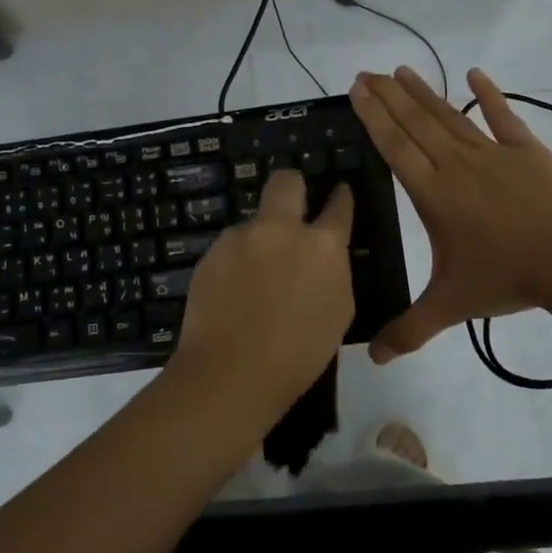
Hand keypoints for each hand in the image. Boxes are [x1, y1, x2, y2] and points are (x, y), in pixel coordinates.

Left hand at [172, 170, 354, 415]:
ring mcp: (241, 237)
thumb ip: (333, 272)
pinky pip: (231, 247)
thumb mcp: (338, 311)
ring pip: (255, 221)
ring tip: (256, 278)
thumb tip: (324, 258)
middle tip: (293, 209)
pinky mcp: (211, 252)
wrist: (232, 372)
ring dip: (261, 238)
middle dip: (293, 187)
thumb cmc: (299, 353)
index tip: (339, 193)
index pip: (339, 204)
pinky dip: (237, 261)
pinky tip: (234, 291)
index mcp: (322, 245)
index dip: (341, 196)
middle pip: (286, 181)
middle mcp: (281, 229)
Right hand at [349, 66, 551, 361]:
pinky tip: (475, 73)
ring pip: (450, 116)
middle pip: (416, 124)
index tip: (357, 90)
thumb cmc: (506, 278)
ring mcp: (493, 153)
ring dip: (424, 93)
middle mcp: (457, 165)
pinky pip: (503, 117)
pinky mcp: (527, 151)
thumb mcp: (451, 305)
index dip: (374, 117)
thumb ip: (410, 329)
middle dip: (388, 97)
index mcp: (434, 194)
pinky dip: (489, 95)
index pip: (395, 147)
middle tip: (366, 72)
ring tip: (401, 70)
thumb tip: (372, 359)